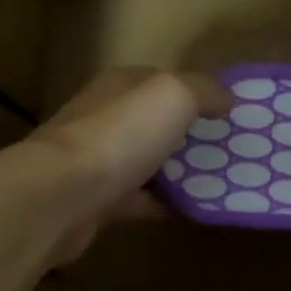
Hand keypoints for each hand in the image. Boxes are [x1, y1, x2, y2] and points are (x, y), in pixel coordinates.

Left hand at [24, 68, 229, 265]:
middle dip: (187, 133)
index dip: (194, 92)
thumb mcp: (173, 95)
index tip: (228, 112)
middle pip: (152, 122)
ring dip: (174, 170)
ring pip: (145, 161)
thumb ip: (203, 90)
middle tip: (228, 150)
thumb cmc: (120, 136)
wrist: (62, 196)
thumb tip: (226, 98)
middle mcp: (104, 118)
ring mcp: (96, 161)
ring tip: (217, 180)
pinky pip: (137, 199)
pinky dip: (161, 203)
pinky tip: (189, 209)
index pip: (160, 80)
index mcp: (119, 86)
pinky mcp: (95, 201)